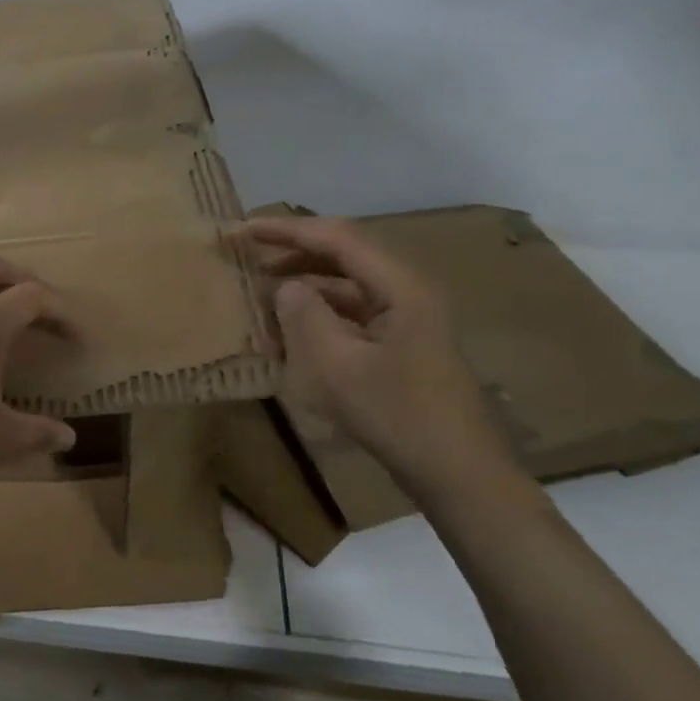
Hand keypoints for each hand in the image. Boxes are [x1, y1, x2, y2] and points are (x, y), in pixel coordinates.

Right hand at [245, 214, 516, 501]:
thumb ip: (305, 317)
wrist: (456, 471)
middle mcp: (405, 291)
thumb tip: (284, 287)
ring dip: (303, 287)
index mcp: (400, 286)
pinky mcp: (399, 344)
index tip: (244, 229)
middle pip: (343, 256)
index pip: (338, 239)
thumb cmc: (397, 414)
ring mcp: (404, 318)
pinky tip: (288, 331)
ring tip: (260, 295)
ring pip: (345, 287)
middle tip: (246, 258)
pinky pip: (351, 315)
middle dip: (293, 253)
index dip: (287, 230)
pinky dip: (318, 316)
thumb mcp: (339, 366)